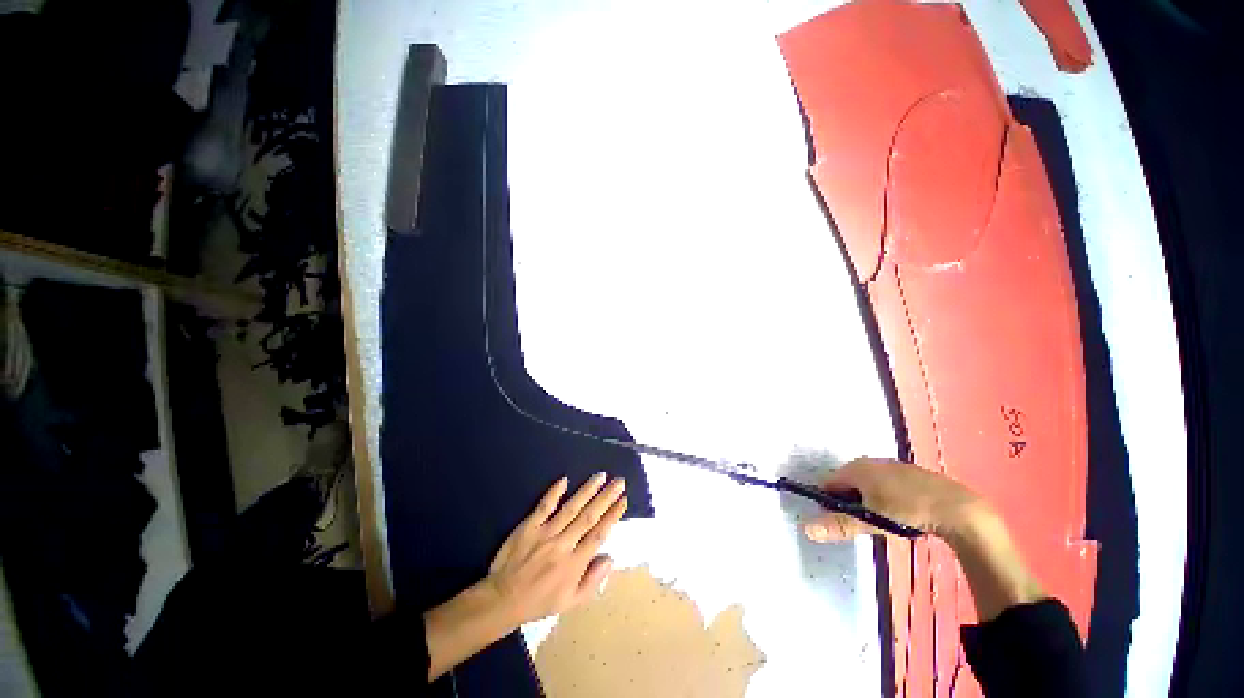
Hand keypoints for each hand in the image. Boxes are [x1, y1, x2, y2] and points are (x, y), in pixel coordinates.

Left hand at [424, 473, 627, 680]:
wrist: (502, 600)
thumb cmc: (540, 601)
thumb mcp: (570, 602)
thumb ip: (593, 581)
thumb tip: (610, 557)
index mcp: (574, 564)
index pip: (599, 534)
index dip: (613, 516)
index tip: (623, 500)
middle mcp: (563, 545)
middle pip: (589, 516)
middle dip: (606, 497)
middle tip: (619, 481)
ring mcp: (545, 533)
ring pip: (571, 507)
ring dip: (587, 490)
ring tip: (601, 476)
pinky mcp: (528, 526)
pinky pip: (543, 506)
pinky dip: (554, 493)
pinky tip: (565, 479)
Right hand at [802, 457, 982, 541]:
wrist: (958, 509)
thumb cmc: (907, 511)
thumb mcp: (871, 520)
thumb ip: (839, 524)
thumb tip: (805, 529)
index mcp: (856, 468)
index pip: (828, 482)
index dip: (827, 501)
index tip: (836, 520)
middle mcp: (870, 462)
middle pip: (847, 482)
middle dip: (848, 501)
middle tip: (860, 523)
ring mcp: (892, 466)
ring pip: (867, 483)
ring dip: (866, 499)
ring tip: (880, 520)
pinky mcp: (910, 473)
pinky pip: (885, 483)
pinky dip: (884, 496)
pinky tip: (899, 513)